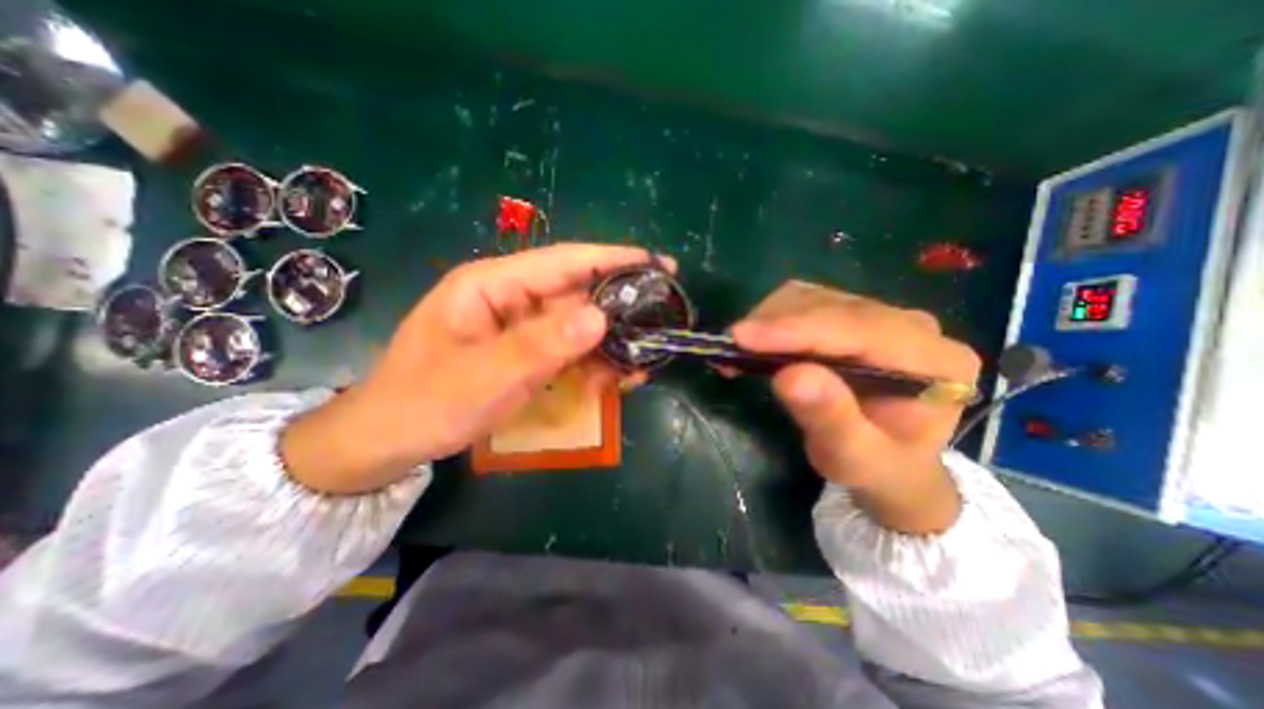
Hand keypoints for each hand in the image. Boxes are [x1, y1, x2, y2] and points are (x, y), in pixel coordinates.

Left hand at [280, 245, 663, 493]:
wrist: (391, 440)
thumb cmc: (426, 402)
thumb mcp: (484, 376)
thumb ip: (541, 345)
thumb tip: (601, 317)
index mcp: (492, 285)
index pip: (564, 261)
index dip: (614, 259)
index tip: (658, 263)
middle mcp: (512, 298)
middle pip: (578, 292)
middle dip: (621, 305)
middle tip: (663, 317)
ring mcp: (522, 327)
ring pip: (580, 324)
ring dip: (613, 340)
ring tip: (646, 357)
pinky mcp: (529, 352)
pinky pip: (571, 349)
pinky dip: (597, 361)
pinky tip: (619, 376)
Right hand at [731, 279, 975, 533]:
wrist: (894, 460)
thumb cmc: (877, 466)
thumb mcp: (854, 458)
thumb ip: (831, 419)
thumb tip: (789, 376)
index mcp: (934, 362)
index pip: (859, 328)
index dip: (797, 329)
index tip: (742, 337)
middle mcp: (914, 326)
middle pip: (832, 306)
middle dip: (774, 325)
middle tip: (729, 351)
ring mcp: (883, 315)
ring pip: (813, 297)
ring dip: (769, 320)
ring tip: (739, 351)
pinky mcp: (854, 315)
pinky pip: (806, 301)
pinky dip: (772, 319)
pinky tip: (756, 343)